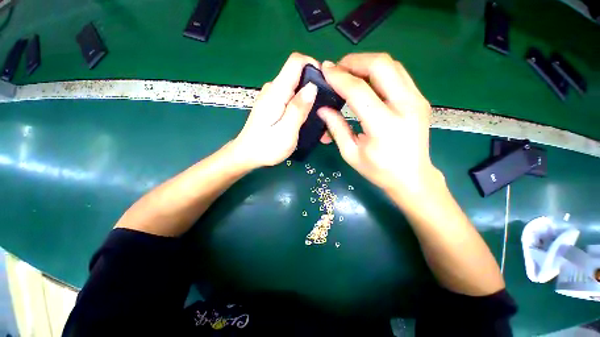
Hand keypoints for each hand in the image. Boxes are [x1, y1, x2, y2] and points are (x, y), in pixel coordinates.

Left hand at [230, 53, 318, 169]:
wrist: (248, 155)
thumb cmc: (266, 147)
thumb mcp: (286, 131)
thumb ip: (298, 109)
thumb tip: (312, 87)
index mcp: (277, 92)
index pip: (296, 62)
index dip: (314, 66)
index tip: (326, 83)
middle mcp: (274, 90)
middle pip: (299, 76)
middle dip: (315, 88)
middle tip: (325, 109)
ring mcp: (273, 98)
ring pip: (297, 89)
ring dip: (310, 101)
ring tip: (319, 119)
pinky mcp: (273, 105)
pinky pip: (291, 99)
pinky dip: (302, 107)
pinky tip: (306, 121)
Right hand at [318, 53, 439, 198]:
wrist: (412, 177)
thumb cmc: (379, 170)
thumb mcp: (351, 153)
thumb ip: (336, 128)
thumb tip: (322, 108)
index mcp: (384, 126)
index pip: (359, 90)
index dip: (339, 77)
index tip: (325, 69)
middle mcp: (406, 106)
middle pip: (381, 65)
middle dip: (355, 61)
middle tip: (338, 69)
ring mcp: (417, 100)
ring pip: (392, 65)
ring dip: (367, 63)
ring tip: (349, 73)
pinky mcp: (420, 99)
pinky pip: (398, 74)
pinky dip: (379, 71)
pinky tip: (366, 80)